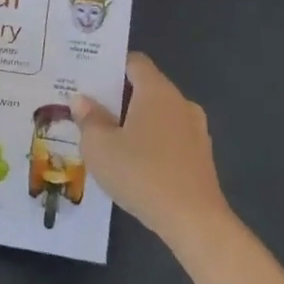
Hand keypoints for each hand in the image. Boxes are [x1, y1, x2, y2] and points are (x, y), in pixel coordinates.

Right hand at [73, 53, 229, 247]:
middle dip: (118, 96)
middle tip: (89, 109)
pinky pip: (170, 138)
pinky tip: (134, 163)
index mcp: (157, 91)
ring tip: (108, 138)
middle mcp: (180, 102)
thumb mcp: (100, 147)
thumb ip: (88, 119)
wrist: (194, 222)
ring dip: (136, 121)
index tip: (87, 77)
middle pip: (146, 88)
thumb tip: (82, 100)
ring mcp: (196, 131)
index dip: (110, 65)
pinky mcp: (201, 157)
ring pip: (159, 115)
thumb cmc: (142, 174)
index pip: (134, 62)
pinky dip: (152, 142)